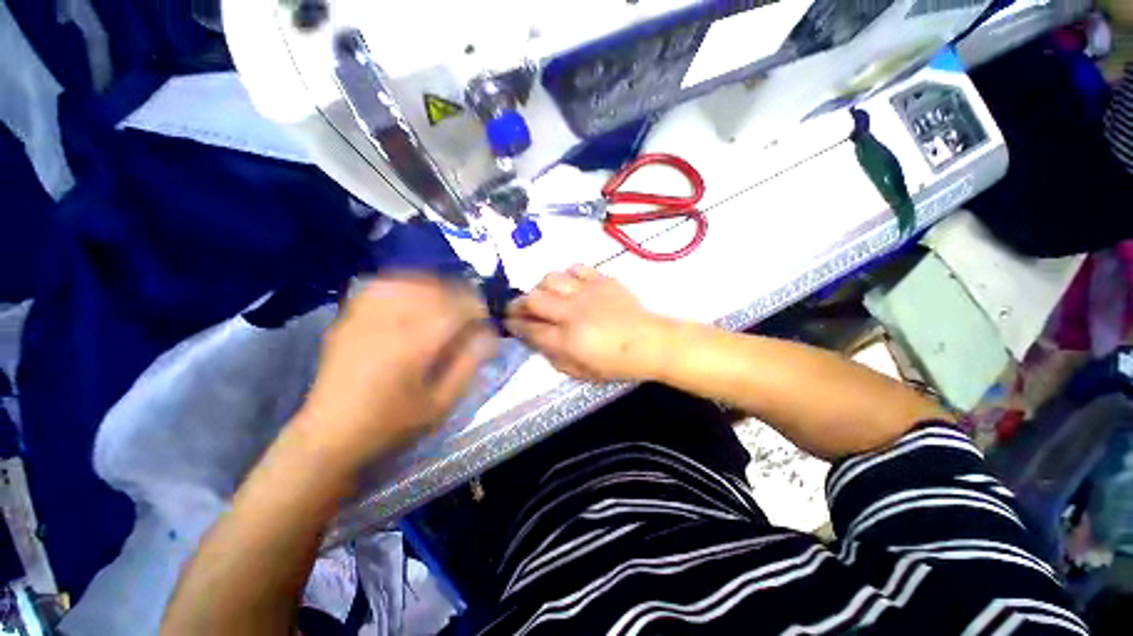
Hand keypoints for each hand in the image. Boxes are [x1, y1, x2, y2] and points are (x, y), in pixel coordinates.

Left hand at [296, 275, 496, 467]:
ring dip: (433, 286)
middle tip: (470, 310)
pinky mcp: (348, 319)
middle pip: (433, 290)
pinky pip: (379, 287)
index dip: (476, 307)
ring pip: (407, 282)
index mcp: (414, 346)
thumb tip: (488, 336)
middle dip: (458, 294)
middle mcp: (388, 324)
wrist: (329, 435)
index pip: (454, 309)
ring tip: (445, 300)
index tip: (485, 317)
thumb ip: (468, 365)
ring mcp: (364, 318)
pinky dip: (403, 284)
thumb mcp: (440, 404)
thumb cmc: (391, 424)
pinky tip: (412, 294)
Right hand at [505, 265, 670, 381]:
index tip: (508, 323)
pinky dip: (567, 275)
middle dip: (518, 303)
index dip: (513, 325)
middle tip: (518, 308)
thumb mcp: (581, 373)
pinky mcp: (601, 280)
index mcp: (567, 340)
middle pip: (533, 299)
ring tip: (545, 295)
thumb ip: (554, 358)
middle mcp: (572, 313)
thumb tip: (536, 341)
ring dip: (541, 287)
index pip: (529, 329)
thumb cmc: (616, 364)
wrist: (650, 342)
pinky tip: (569, 284)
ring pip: (551, 278)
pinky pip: (576, 268)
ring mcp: (587, 293)